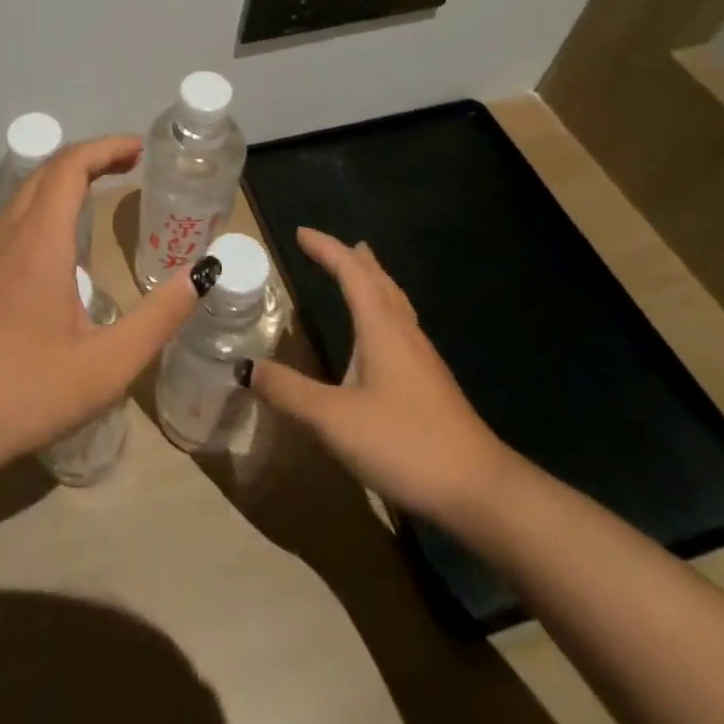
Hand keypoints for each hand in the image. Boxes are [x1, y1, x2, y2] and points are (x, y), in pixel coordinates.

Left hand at [0, 135, 201, 488]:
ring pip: (24, 195)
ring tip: (99, 194)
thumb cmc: (27, 394)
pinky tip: (58, 246)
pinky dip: (43, 207)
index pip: (69, 166)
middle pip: (45, 172)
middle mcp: (6, 236)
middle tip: (128, 165)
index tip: (139, 149)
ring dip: (63, 181)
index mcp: (39, 243)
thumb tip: (202, 274)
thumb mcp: (107, 365)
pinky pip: (10, 221)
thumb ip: (160, 317)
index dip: (106, 147)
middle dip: (89, 158)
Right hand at [245, 228, 510, 525]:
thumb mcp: (332, 420)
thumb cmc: (404, 443)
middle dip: (354, 259)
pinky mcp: (431, 384)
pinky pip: (401, 327)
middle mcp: (403, 333)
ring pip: (395, 303)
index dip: (325, 249)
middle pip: (379, 281)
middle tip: (331, 246)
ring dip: (372, 282)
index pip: (350, 273)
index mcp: (380, 327)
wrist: (479, 491)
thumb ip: (287, 391)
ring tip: (359, 273)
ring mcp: (422, 359)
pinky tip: (379, 337)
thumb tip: (244, 366)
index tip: (300, 233)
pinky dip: (383, 311)